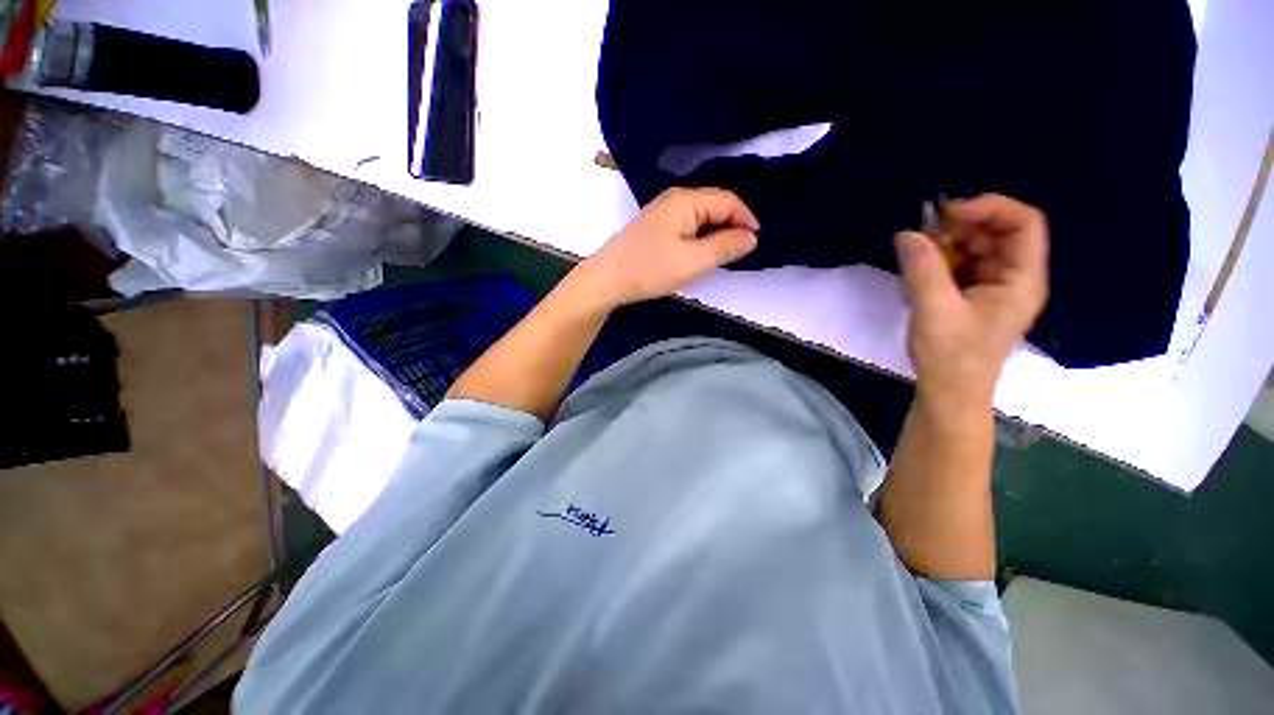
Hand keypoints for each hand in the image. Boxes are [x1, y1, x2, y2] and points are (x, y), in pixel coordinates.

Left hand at [577, 187, 759, 308]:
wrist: (608, 279)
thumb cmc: (650, 269)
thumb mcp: (692, 261)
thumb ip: (724, 247)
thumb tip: (752, 237)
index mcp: (686, 200)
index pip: (728, 200)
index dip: (746, 219)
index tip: (756, 242)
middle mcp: (676, 198)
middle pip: (715, 205)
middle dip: (733, 225)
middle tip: (742, 251)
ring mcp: (664, 211)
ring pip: (702, 215)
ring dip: (717, 232)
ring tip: (726, 253)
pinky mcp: (658, 225)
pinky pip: (689, 224)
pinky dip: (702, 236)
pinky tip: (703, 251)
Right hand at [895, 194, 1048, 410]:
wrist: (948, 392)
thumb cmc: (950, 355)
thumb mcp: (934, 309)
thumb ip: (922, 269)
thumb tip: (907, 233)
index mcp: (1022, 279)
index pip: (1024, 223)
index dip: (990, 209)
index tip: (947, 216)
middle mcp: (1015, 278)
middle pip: (999, 232)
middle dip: (962, 226)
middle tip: (924, 233)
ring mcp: (994, 288)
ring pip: (978, 248)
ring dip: (947, 244)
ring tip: (916, 253)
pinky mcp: (974, 297)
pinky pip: (962, 266)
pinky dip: (940, 261)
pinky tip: (918, 271)